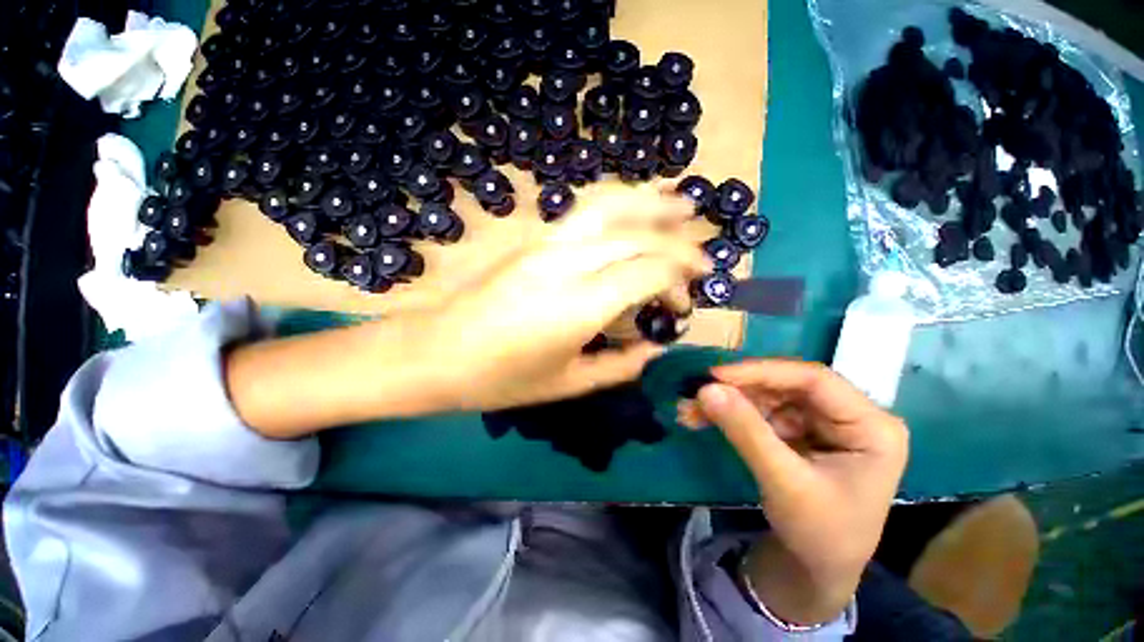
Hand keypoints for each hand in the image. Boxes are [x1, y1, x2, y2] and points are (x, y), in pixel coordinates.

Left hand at [427, 181, 709, 410]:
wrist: (436, 353)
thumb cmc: (499, 379)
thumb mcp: (566, 385)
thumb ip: (619, 366)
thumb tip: (654, 348)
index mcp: (577, 307)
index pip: (647, 272)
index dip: (678, 281)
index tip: (685, 302)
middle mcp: (566, 264)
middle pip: (637, 237)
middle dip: (677, 247)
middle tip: (700, 262)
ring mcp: (546, 244)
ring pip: (609, 206)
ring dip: (651, 201)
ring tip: (682, 201)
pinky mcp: (533, 239)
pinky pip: (584, 210)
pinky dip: (618, 201)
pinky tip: (634, 205)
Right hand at [680, 360, 907, 624]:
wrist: (818, 570)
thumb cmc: (819, 534)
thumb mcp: (784, 483)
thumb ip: (747, 432)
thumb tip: (706, 389)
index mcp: (872, 427)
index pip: (814, 380)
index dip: (762, 372)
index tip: (716, 375)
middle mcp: (851, 416)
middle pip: (787, 386)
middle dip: (737, 391)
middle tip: (696, 395)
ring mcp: (824, 422)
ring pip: (768, 396)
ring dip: (728, 402)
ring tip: (690, 411)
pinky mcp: (801, 430)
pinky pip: (761, 412)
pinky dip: (731, 415)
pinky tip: (702, 419)